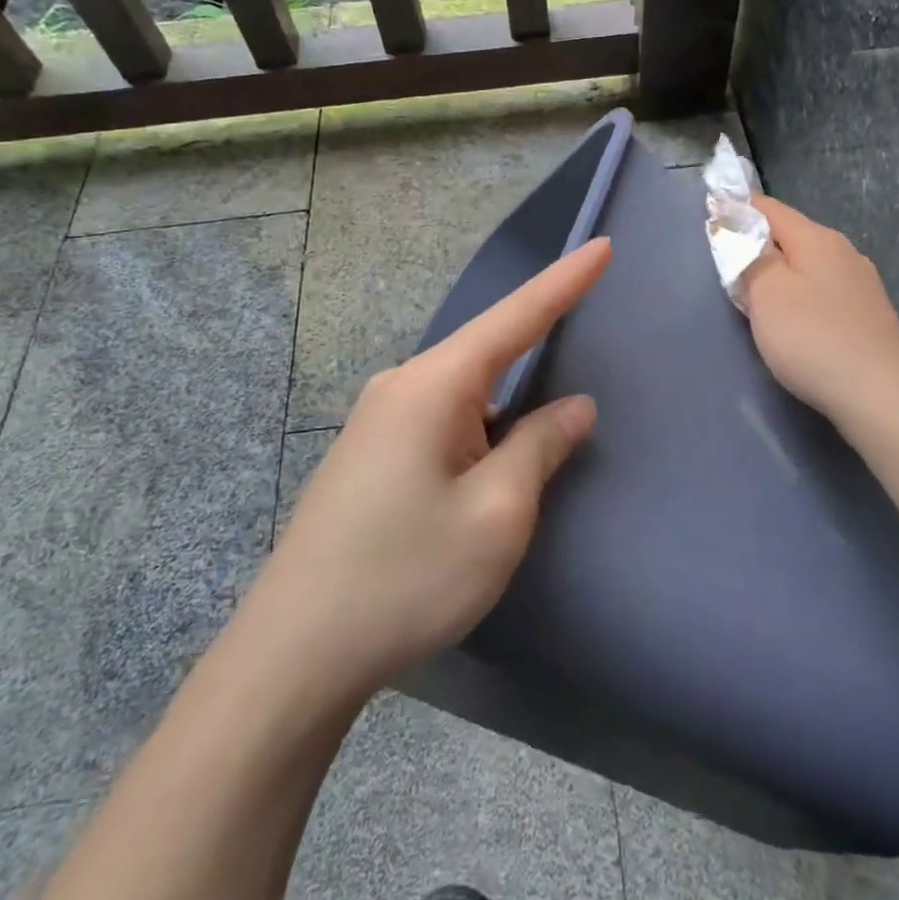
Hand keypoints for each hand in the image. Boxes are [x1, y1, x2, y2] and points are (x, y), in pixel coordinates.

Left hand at [257, 238, 610, 696]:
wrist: (296, 652)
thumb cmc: (408, 575)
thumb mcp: (497, 512)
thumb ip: (541, 445)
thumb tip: (573, 406)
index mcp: (434, 385)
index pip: (515, 317)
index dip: (564, 282)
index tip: (602, 247)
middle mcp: (401, 387)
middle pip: (487, 353)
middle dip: (537, 353)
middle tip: (578, 369)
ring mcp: (378, 421)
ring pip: (464, 394)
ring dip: (506, 412)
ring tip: (530, 453)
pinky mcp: (370, 454)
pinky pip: (441, 421)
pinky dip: (478, 433)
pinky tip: (486, 473)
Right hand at [741, 195, 898, 426]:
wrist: (879, 395)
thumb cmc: (812, 338)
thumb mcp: (766, 293)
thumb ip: (749, 256)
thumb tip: (741, 229)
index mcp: (817, 238)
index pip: (769, 208)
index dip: (738, 208)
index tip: (711, 215)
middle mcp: (844, 251)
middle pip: (791, 235)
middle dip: (759, 243)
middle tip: (727, 263)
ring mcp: (862, 283)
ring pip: (809, 264)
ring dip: (781, 271)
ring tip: (756, 293)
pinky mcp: (870, 314)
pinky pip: (824, 290)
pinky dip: (801, 294)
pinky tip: (795, 318)